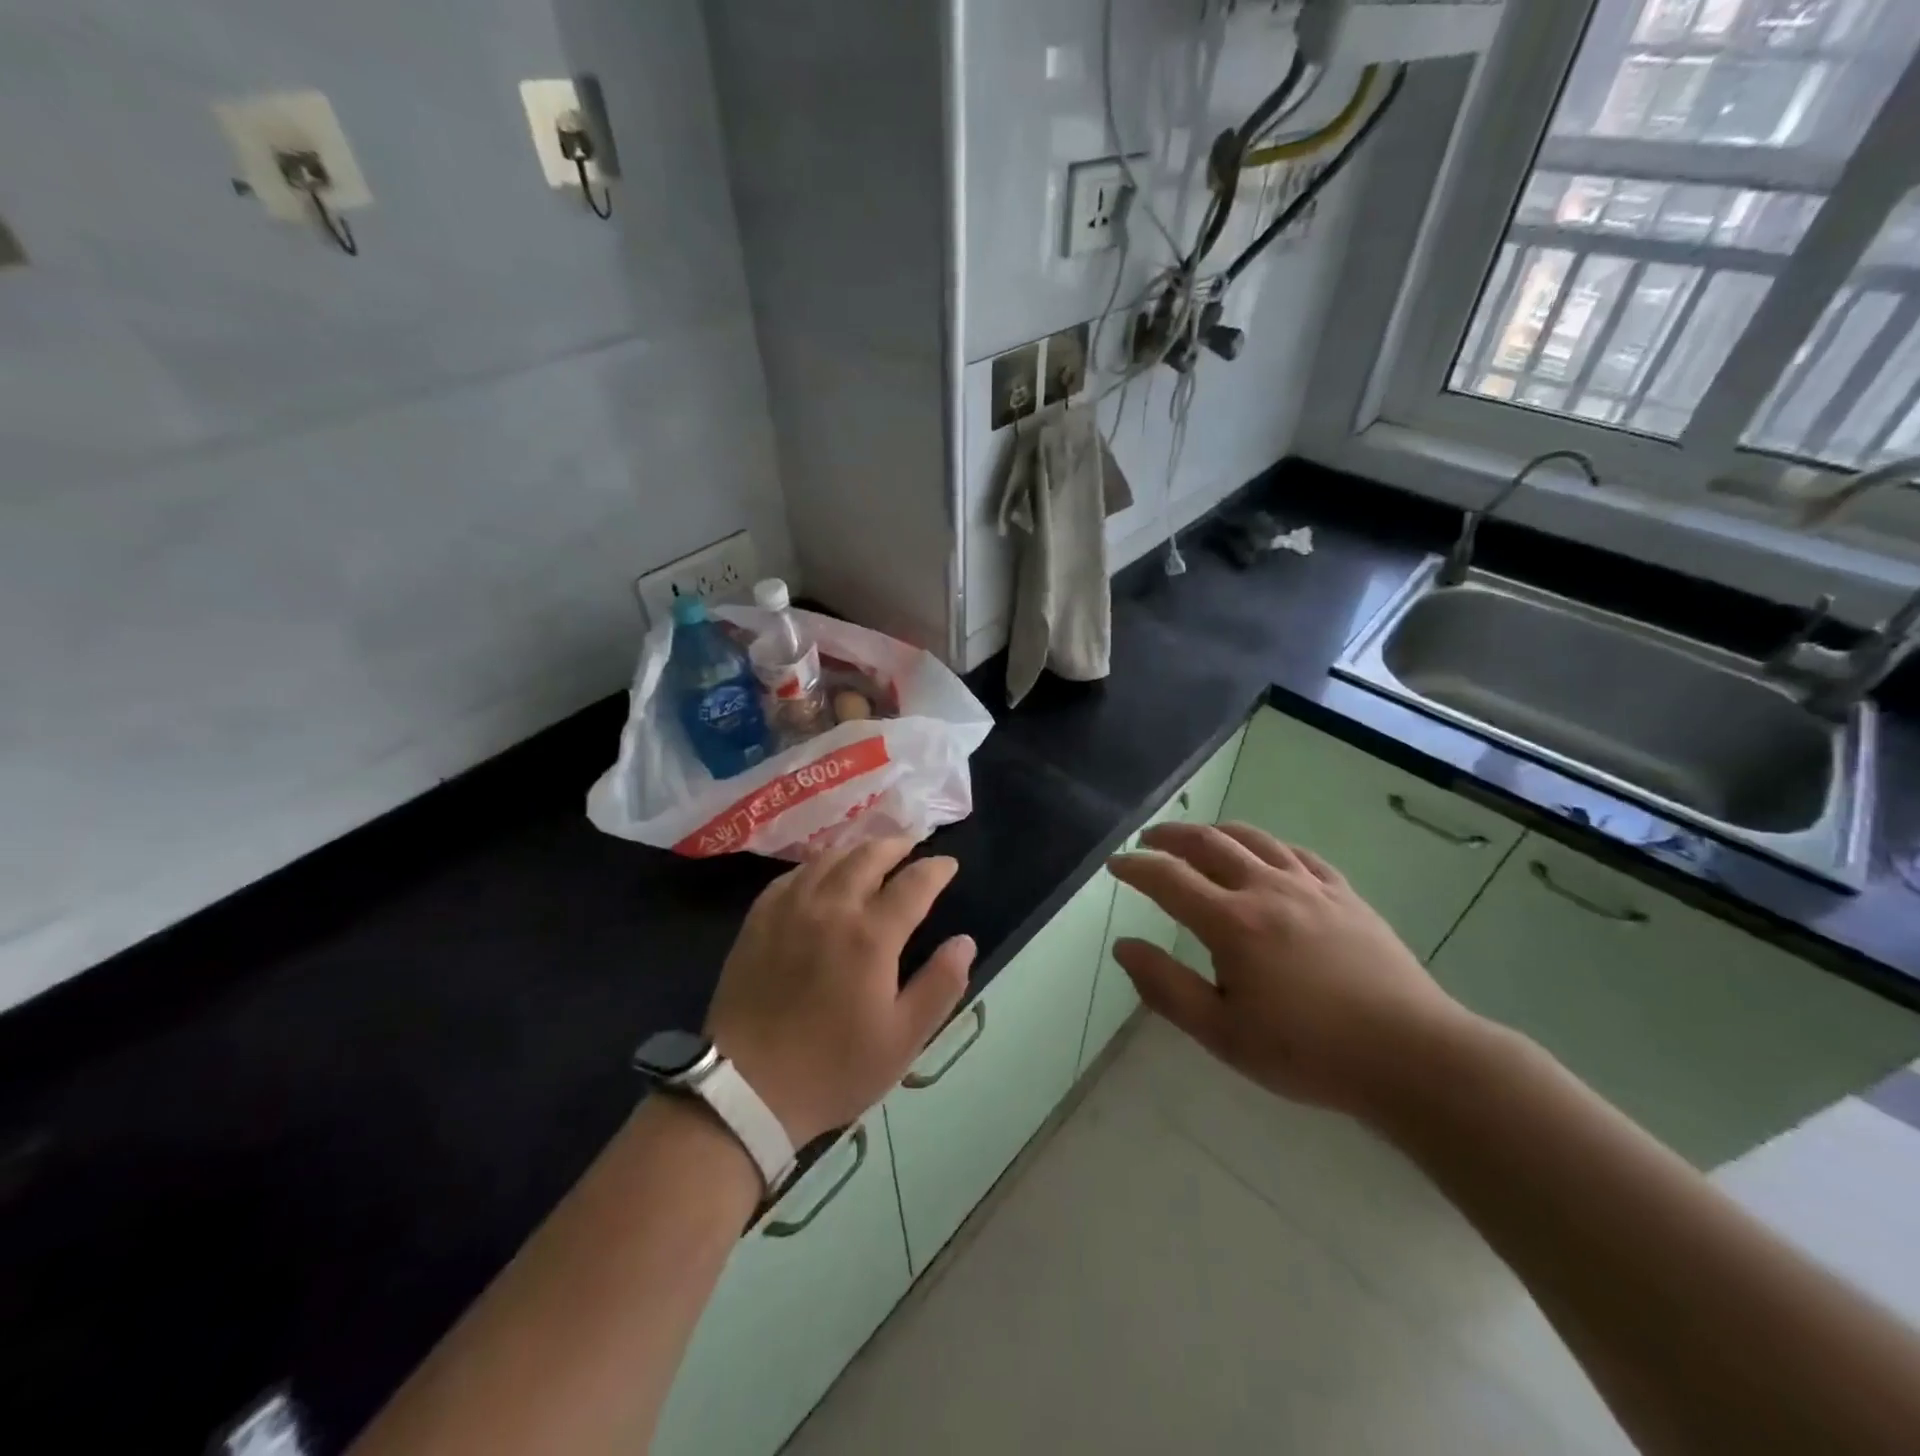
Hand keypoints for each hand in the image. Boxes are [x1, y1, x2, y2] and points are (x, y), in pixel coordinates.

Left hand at [705, 838, 975, 1147]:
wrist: (746, 1088)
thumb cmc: (833, 1068)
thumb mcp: (903, 1039)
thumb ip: (940, 985)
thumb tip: (965, 942)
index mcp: (871, 935)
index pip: (913, 883)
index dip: (936, 869)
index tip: (948, 864)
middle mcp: (831, 907)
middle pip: (868, 856)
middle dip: (896, 844)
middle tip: (911, 845)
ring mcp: (789, 910)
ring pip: (828, 859)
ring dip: (857, 850)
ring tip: (871, 854)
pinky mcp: (757, 921)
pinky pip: (791, 876)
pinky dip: (816, 866)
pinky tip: (820, 875)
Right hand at [1107, 821, 1471, 1119]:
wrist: (1411, 1056)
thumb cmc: (1307, 1052)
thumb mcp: (1222, 1034)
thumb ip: (1166, 987)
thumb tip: (1123, 946)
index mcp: (1232, 922)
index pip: (1169, 878)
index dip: (1136, 867)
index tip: (1115, 864)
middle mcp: (1266, 890)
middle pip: (1209, 843)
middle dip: (1171, 836)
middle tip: (1149, 839)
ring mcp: (1311, 888)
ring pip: (1255, 839)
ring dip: (1217, 831)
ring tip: (1199, 837)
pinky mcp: (1346, 896)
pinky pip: (1300, 855)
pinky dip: (1270, 846)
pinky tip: (1267, 855)